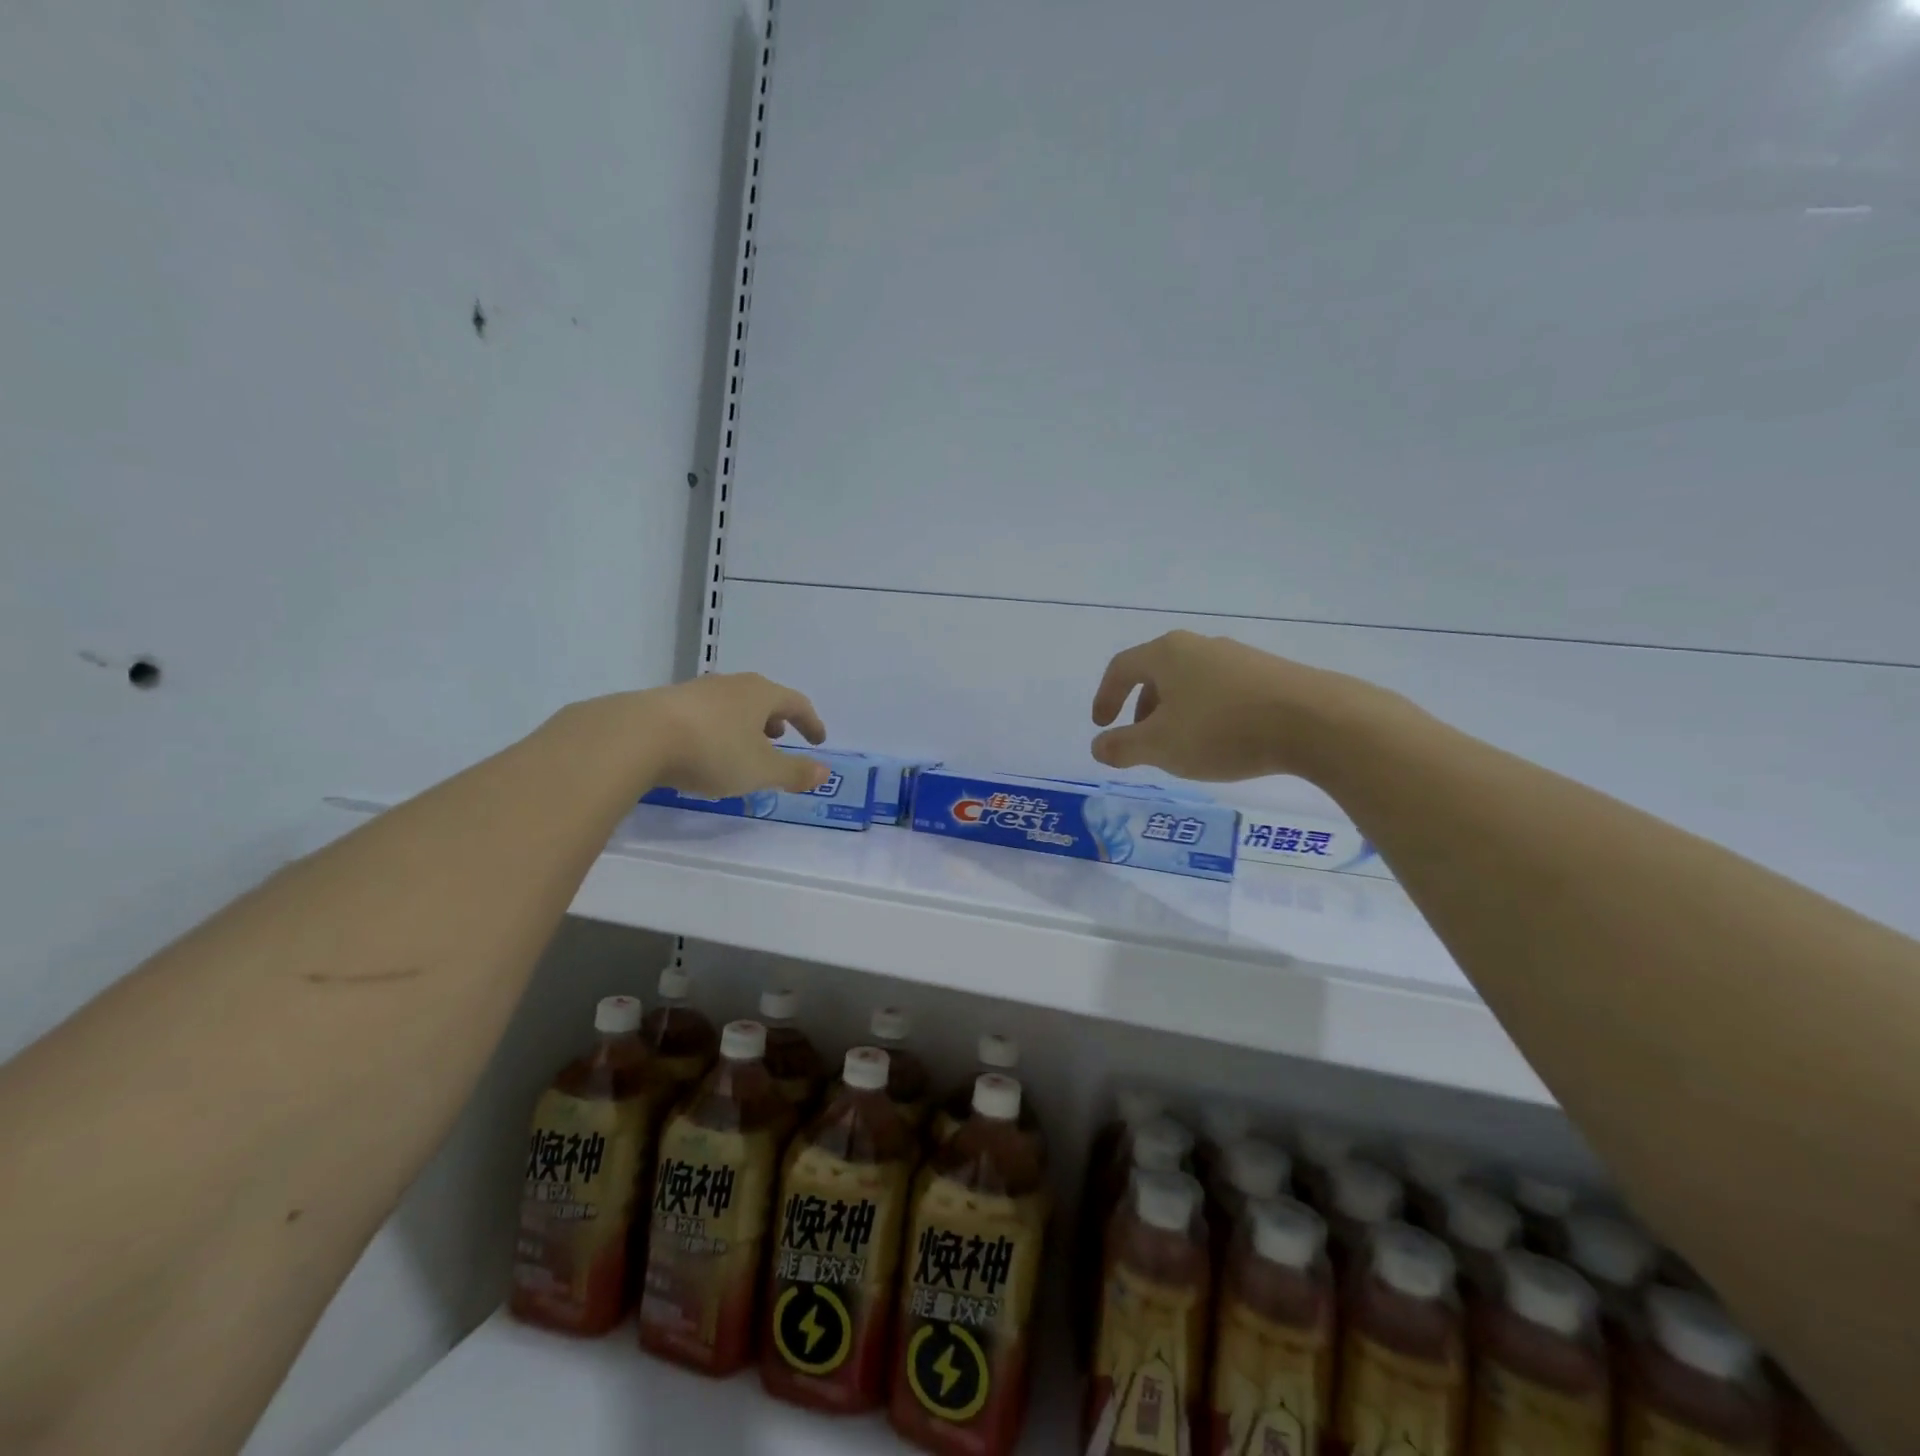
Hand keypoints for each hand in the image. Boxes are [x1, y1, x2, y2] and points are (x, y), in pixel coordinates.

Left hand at [632, 672, 829, 796]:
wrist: (636, 736)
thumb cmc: (712, 751)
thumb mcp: (761, 770)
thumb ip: (794, 772)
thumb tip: (825, 772)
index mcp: (760, 694)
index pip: (796, 703)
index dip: (810, 722)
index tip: (818, 740)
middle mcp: (731, 685)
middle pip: (762, 698)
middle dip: (775, 719)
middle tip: (779, 738)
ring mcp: (696, 691)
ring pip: (731, 705)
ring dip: (743, 724)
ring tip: (742, 747)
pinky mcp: (665, 703)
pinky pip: (704, 714)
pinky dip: (716, 729)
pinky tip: (704, 750)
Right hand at [1090, 631, 1386, 781]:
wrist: (1315, 721)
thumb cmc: (1222, 729)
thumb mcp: (1161, 746)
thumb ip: (1122, 747)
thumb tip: (1098, 746)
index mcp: (1167, 654)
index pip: (1121, 668)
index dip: (1105, 696)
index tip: (1101, 725)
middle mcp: (1199, 646)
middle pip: (1156, 673)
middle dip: (1141, 709)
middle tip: (1141, 742)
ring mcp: (1237, 657)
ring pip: (1190, 683)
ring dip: (1175, 713)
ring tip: (1181, 747)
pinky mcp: (1267, 673)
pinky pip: (1221, 691)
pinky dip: (1206, 714)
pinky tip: (1221, 742)